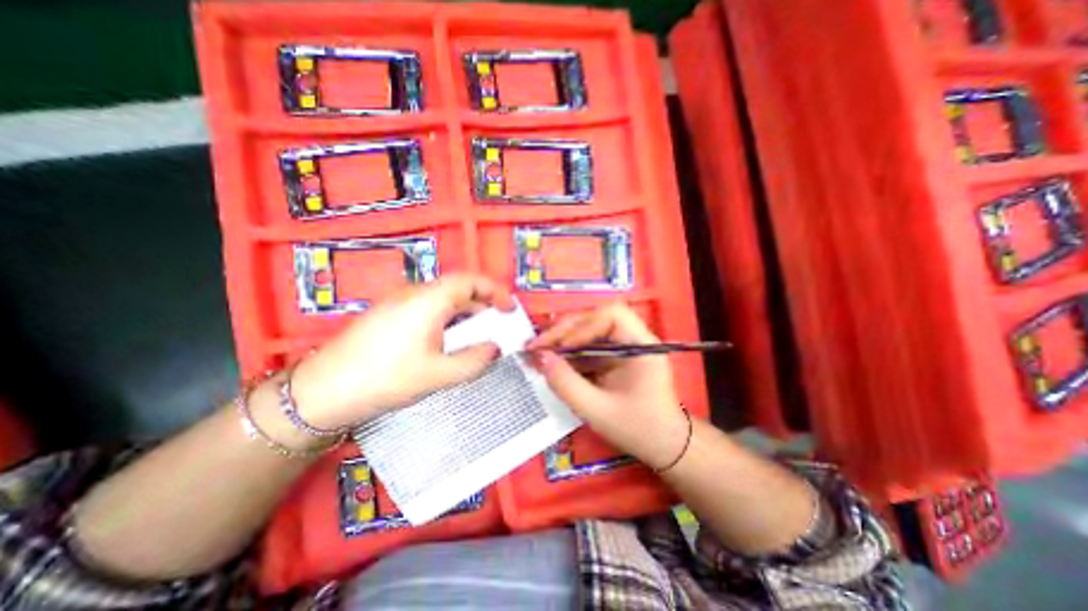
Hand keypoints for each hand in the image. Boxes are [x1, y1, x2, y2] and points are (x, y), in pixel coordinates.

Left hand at [285, 271, 513, 428]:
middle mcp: (415, 293)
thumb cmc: (387, 379)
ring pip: (443, 299)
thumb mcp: (439, 374)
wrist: (323, 390)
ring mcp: (399, 301)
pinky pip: (428, 307)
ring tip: (477, 334)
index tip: (510, 309)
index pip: (470, 280)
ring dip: (465, 312)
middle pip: (458, 288)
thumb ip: (475, 360)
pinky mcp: (389, 313)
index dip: (495, 291)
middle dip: (483, 304)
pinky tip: (448, 340)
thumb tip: (496, 348)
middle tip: (498, 324)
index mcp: (429, 300)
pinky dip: (448, 318)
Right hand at [526, 303, 686, 470]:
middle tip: (536, 346)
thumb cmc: (638, 429)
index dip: (583, 326)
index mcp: (641, 345)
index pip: (611, 315)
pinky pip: (587, 347)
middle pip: (595, 319)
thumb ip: (567, 384)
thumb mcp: (598, 411)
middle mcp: (633, 338)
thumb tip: (540, 358)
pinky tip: (551, 362)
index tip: (561, 348)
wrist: (663, 445)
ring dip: (561, 340)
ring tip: (537, 352)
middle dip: (564, 331)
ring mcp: (622, 347)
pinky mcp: (614, 357)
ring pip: (587, 331)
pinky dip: (568, 353)